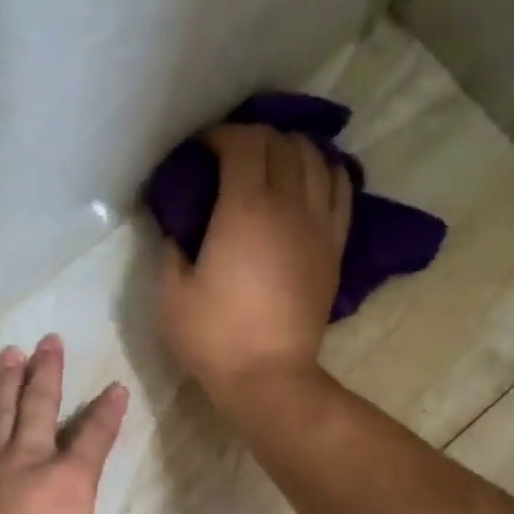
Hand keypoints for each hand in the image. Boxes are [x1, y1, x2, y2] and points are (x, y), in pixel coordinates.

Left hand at [0, 335, 157, 513]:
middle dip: (48, 371)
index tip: (116, 387)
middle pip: (40, 407)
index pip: (94, 438)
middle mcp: (29, 464)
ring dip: (7, 380)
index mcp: (68, 486)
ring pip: (0, 412)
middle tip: (50, 340)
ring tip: (12, 352)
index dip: (108, 412)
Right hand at [159, 123, 351, 408]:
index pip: (243, 143)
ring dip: (292, 149)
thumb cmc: (214, 338)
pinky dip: (328, 171)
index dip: (220, 135)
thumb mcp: (171, 294)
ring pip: (316, 159)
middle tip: (232, 155)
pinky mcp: (334, 248)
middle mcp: (288, 205)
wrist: (269, 378)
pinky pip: (341, 190)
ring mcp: (318, 225)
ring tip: (272, 162)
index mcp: (244, 209)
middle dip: (255, 137)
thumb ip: (171, 248)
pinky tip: (314, 176)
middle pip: (282, 143)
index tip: (202, 150)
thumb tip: (177, 224)